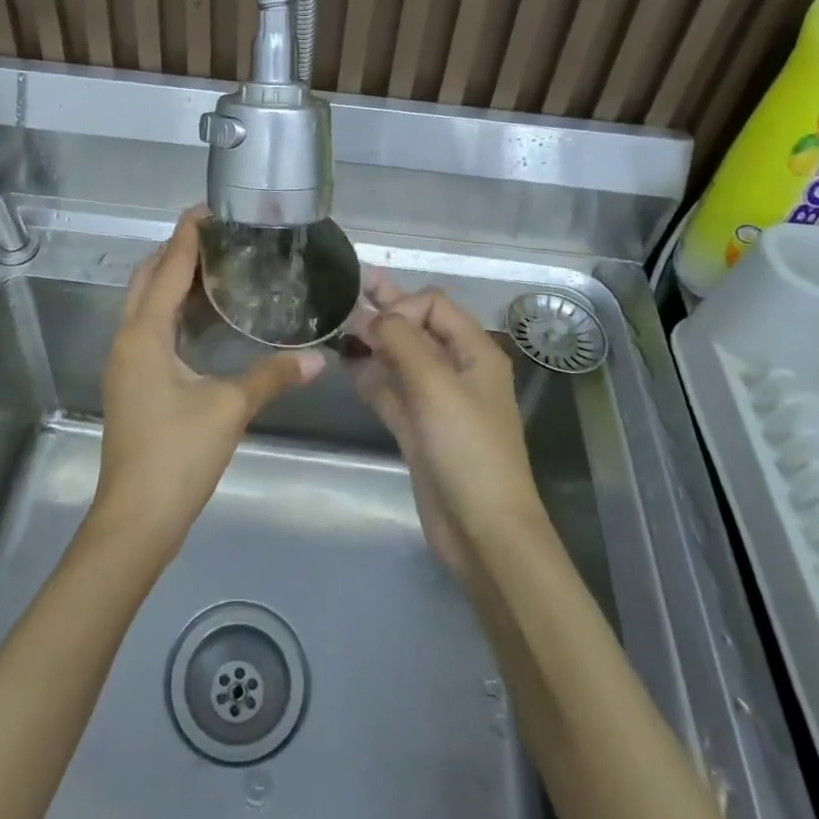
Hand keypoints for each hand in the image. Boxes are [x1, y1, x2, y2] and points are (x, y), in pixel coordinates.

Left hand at [94, 208, 321, 559]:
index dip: (188, 235)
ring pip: (145, 304)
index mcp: (145, 334)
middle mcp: (128, 340)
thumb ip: (272, 376)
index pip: (168, 268)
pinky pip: (149, 328)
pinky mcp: (132, 383)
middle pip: (148, 278)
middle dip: (177, 251)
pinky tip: (205, 318)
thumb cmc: (177, 455)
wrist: (135, 519)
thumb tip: (318, 360)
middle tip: (220, 237)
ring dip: (173, 280)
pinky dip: (173, 311)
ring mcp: (126, 363)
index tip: (209, 208)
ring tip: (217, 267)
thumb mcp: (229, 409)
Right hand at [347, 277, 539, 578]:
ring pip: (400, 359)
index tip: (374, 326)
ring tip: (335, 326)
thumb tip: (370, 316)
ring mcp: (436, 400)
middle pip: (416, 327)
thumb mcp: (435, 384)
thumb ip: (401, 340)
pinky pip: (391, 390)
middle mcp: (456, 369)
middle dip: (384, 308)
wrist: (483, 529)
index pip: (434, 306)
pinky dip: (371, 375)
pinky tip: (346, 364)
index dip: (402, 305)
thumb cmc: (466, 448)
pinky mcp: (418, 428)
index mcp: (474, 352)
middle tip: (346, 288)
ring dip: (372, 342)